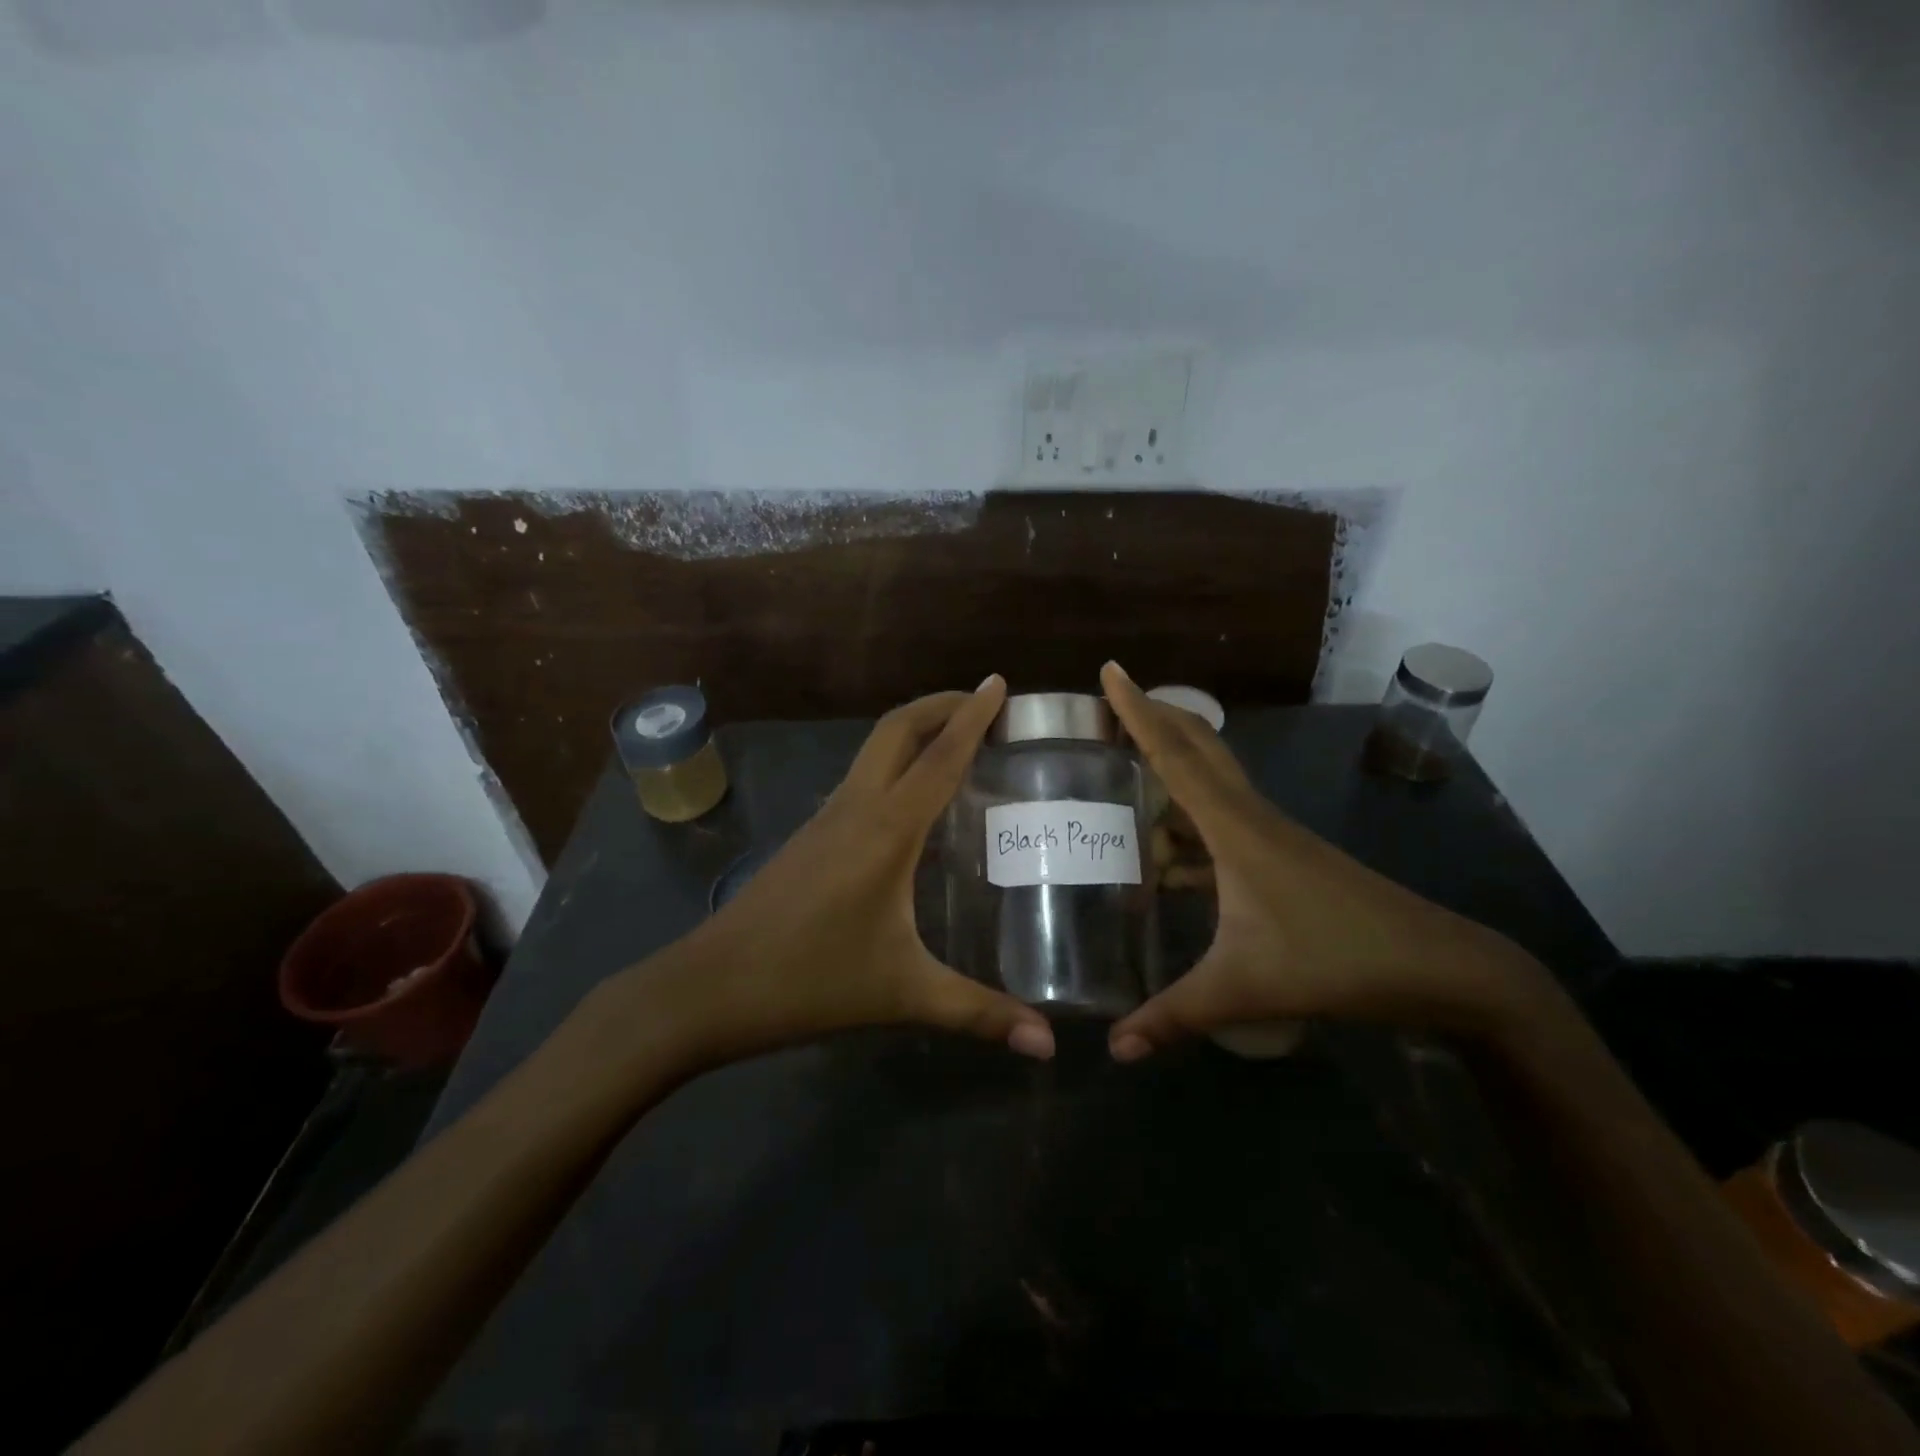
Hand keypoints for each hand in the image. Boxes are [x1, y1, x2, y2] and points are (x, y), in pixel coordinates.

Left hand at [623, 677, 1055, 1071]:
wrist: (707, 988)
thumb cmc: (809, 981)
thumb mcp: (903, 993)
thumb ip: (979, 1014)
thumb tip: (1047, 1045)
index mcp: (886, 829)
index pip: (939, 755)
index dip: (972, 716)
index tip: (998, 682)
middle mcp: (856, 808)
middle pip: (897, 730)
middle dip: (940, 705)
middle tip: (984, 703)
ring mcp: (826, 818)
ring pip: (874, 750)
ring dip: (915, 731)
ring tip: (957, 742)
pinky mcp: (810, 836)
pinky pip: (861, 779)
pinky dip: (894, 764)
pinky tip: (912, 802)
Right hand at [1100, 662, 1554, 1061]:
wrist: (1439, 967)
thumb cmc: (1336, 962)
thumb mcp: (1244, 989)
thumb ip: (1174, 1017)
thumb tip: (1114, 1049)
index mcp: (1235, 828)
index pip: (1174, 755)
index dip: (1137, 711)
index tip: (1110, 669)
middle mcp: (1251, 816)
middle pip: (1196, 747)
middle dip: (1152, 717)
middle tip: (1109, 703)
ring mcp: (1271, 835)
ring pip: (1211, 783)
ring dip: (1170, 770)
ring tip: (1124, 780)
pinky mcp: (1283, 856)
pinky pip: (1222, 820)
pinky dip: (1189, 822)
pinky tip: (1166, 860)